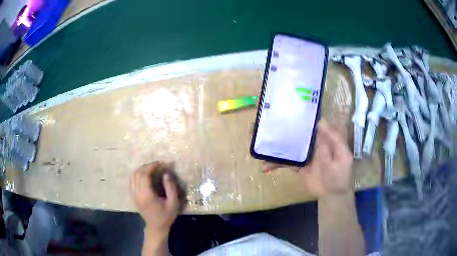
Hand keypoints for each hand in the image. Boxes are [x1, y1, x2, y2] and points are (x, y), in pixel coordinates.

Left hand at [130, 162, 178, 235]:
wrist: (156, 227)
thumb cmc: (166, 216)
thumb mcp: (173, 203)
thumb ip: (171, 188)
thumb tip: (166, 174)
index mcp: (146, 195)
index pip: (145, 174)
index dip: (152, 166)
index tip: (161, 163)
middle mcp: (137, 193)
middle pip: (138, 173)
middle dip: (147, 166)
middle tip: (158, 165)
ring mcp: (133, 194)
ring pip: (133, 175)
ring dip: (142, 169)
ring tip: (152, 169)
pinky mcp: (132, 196)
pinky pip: (132, 180)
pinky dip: (137, 174)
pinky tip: (145, 175)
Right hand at [264, 120, 352, 197]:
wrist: (333, 194)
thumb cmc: (341, 174)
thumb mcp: (342, 156)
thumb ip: (333, 140)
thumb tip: (321, 121)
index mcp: (322, 137)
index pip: (310, 123)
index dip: (299, 115)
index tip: (284, 109)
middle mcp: (311, 142)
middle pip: (295, 132)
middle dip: (280, 128)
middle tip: (262, 124)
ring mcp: (303, 154)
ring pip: (287, 146)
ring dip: (273, 144)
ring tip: (257, 143)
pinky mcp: (297, 165)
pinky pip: (285, 162)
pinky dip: (275, 164)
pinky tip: (264, 167)